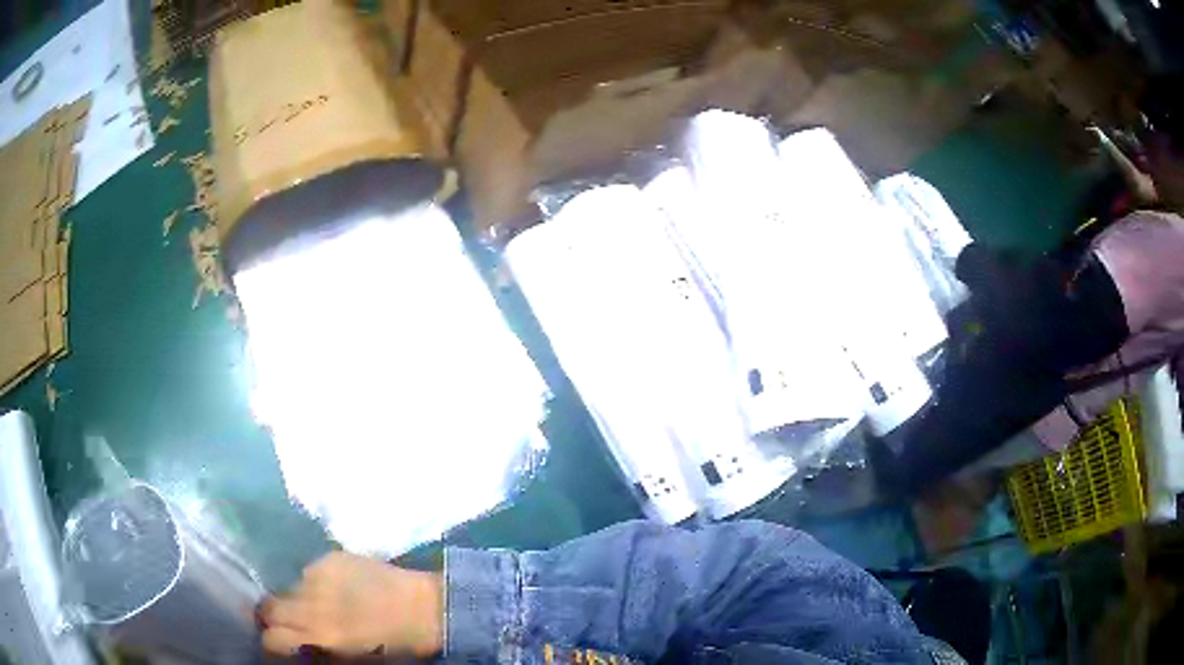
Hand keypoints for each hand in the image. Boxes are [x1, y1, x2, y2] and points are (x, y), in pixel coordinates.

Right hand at [260, 552, 443, 658]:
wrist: (428, 609)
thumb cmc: (395, 646)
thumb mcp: (352, 661)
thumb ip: (318, 653)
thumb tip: (295, 649)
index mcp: (320, 634)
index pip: (272, 637)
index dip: (272, 643)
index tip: (279, 646)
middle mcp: (311, 602)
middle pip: (268, 606)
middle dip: (274, 618)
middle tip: (289, 625)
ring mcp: (319, 575)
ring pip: (287, 587)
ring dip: (296, 599)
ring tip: (318, 606)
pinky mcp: (331, 557)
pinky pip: (309, 571)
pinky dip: (315, 582)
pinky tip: (336, 589)